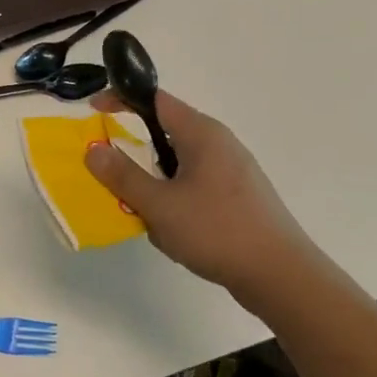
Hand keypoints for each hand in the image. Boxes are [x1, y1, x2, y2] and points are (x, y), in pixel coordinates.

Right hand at [84, 89, 316, 301]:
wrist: (282, 277)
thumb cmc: (218, 231)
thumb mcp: (160, 205)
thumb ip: (123, 176)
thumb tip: (94, 149)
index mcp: (201, 133)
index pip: (155, 99)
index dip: (122, 99)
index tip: (94, 111)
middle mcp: (219, 143)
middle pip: (166, 133)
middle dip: (138, 154)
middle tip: (118, 177)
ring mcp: (233, 170)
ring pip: (180, 164)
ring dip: (157, 184)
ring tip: (152, 218)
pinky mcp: (240, 197)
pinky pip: (196, 186)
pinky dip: (177, 201)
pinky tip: (177, 233)